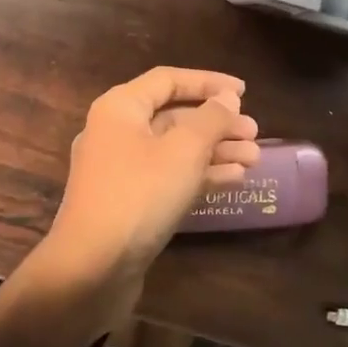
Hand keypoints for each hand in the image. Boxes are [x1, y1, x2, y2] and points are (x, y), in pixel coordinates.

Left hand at [42, 67, 261, 296]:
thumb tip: (226, 98)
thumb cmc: (139, 195)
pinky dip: (198, 175)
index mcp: (119, 108)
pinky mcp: (127, 201)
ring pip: (173, 149)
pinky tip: (233, 179)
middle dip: (216, 123)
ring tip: (254, 158)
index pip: (168, 80)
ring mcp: (119, 170)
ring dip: (214, 150)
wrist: (92, 267)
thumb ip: (210, 119)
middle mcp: (115, 132)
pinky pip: (167, 176)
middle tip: (255, 133)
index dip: (208, 81)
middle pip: (172, 116)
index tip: (244, 92)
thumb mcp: (183, 151)